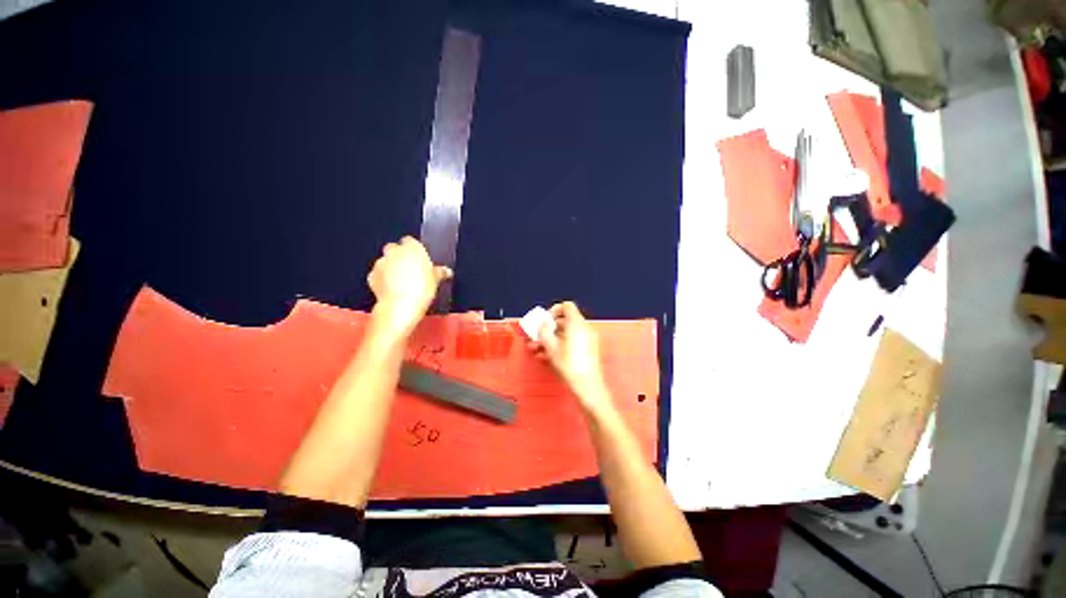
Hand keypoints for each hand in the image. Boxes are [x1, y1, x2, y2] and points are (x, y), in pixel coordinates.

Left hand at [367, 236, 451, 336]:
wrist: (401, 306)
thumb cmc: (421, 289)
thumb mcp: (436, 280)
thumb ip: (440, 272)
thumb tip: (446, 271)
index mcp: (412, 248)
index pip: (410, 241)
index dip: (414, 249)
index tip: (419, 258)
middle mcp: (395, 252)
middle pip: (395, 248)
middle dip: (400, 256)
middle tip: (410, 269)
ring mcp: (381, 263)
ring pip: (385, 261)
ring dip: (391, 268)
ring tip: (402, 281)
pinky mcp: (372, 276)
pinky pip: (378, 274)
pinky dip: (383, 279)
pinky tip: (392, 288)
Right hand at [536, 302, 613, 413]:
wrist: (587, 386)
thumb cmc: (570, 365)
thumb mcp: (551, 347)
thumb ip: (544, 331)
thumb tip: (543, 324)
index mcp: (577, 324)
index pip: (567, 306)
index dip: (554, 310)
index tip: (545, 321)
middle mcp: (584, 328)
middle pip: (565, 321)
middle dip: (549, 328)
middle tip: (538, 337)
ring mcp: (587, 339)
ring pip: (566, 333)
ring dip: (551, 339)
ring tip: (538, 349)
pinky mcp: (588, 350)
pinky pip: (571, 342)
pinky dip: (560, 345)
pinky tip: (546, 356)